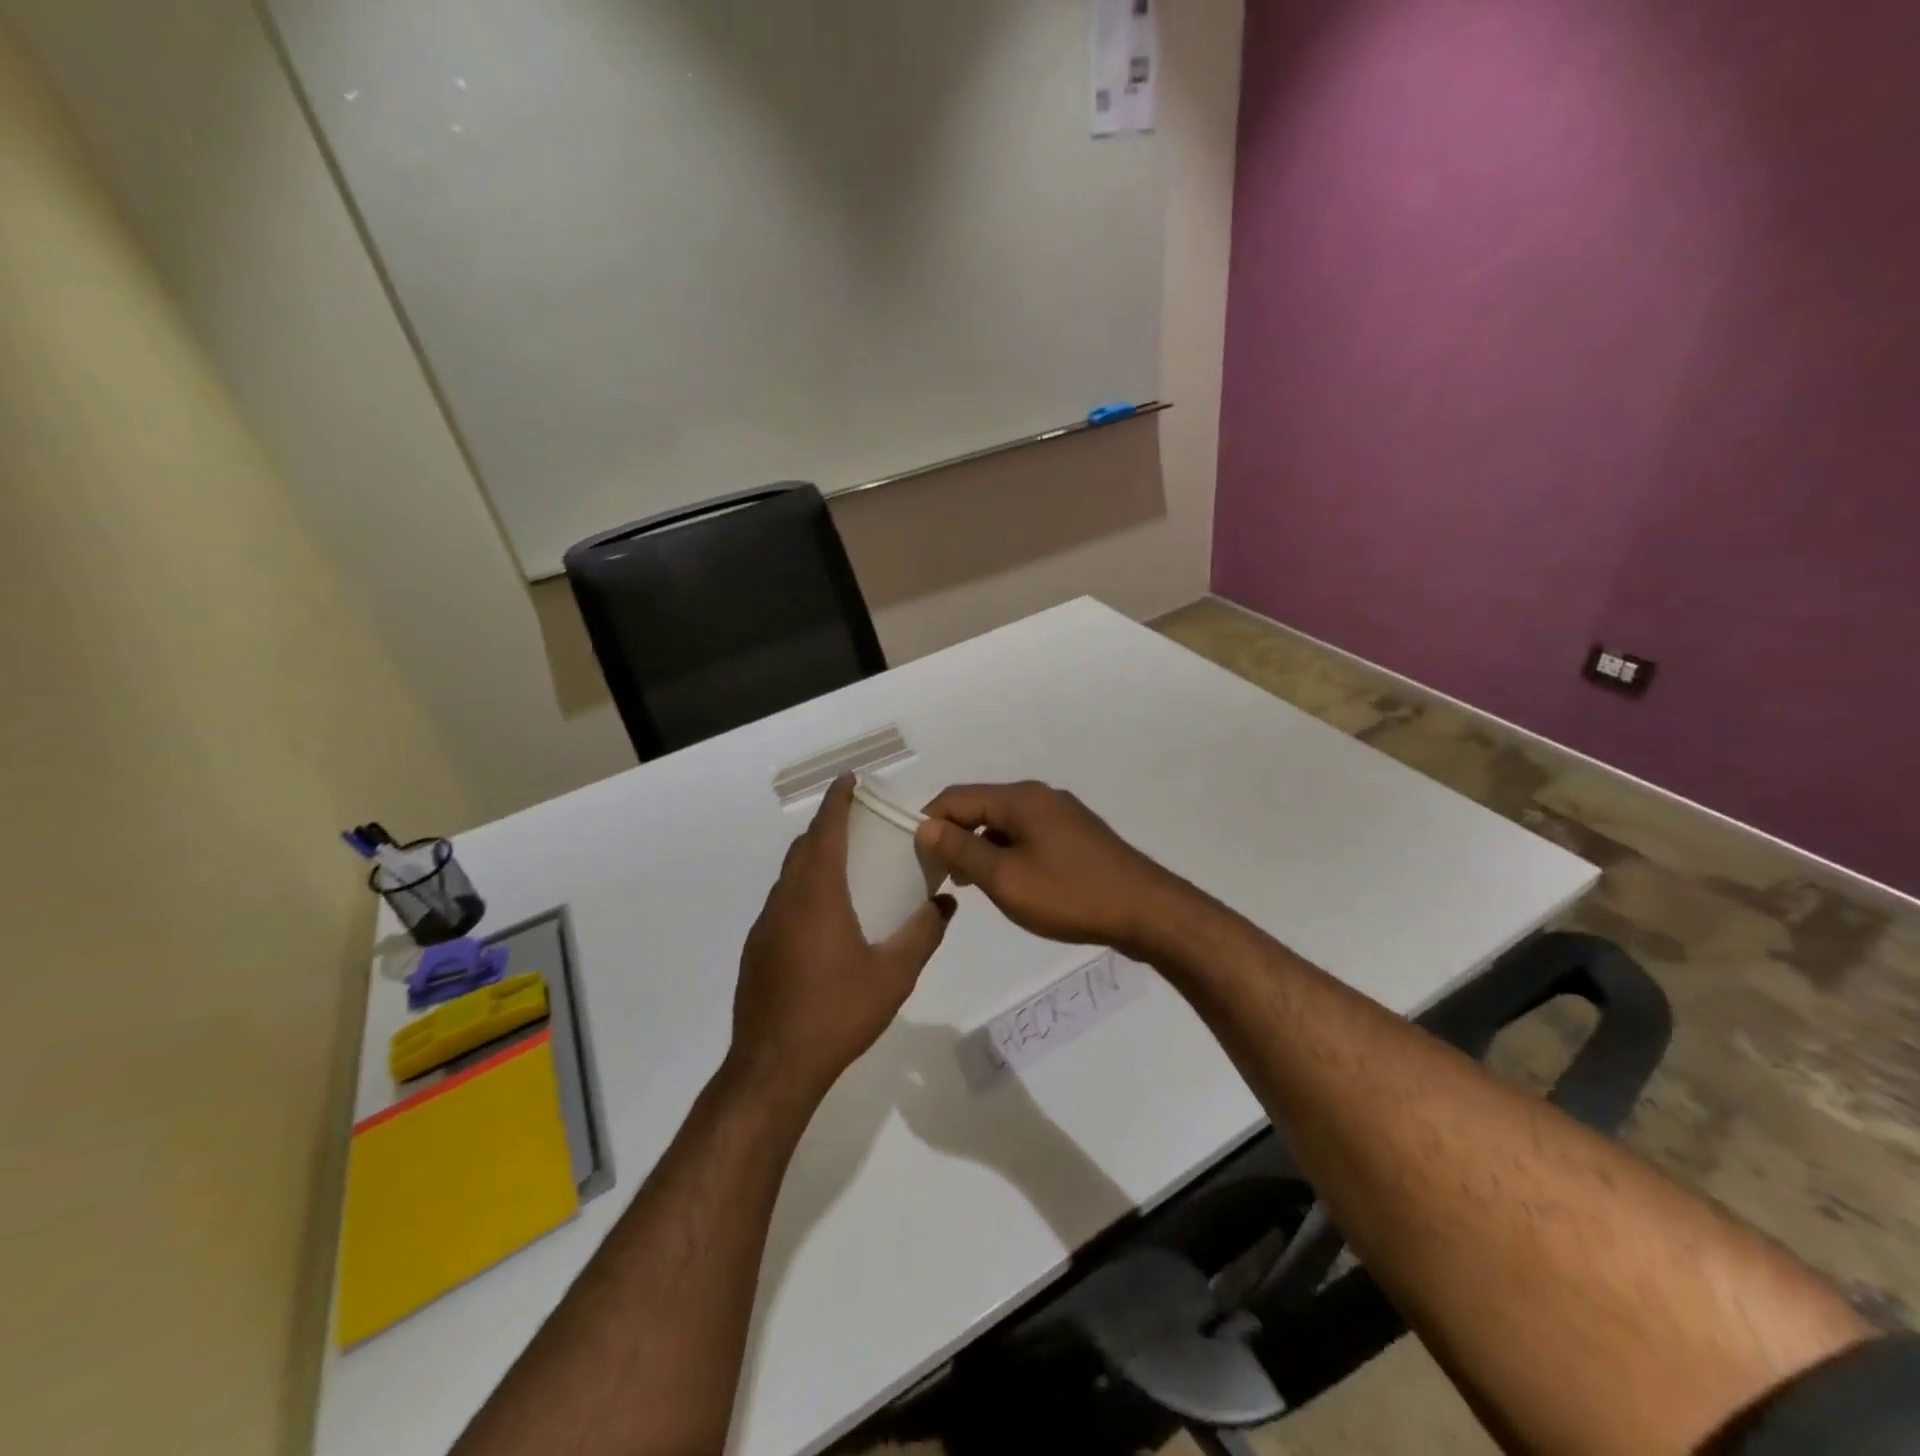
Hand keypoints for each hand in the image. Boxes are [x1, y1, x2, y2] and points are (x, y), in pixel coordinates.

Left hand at [730, 777, 956, 1102]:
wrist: (774, 1066)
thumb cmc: (838, 1012)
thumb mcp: (894, 975)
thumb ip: (923, 933)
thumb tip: (946, 903)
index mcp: (817, 895)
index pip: (826, 831)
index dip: (837, 800)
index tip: (850, 780)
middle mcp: (786, 900)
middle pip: (803, 848)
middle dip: (827, 826)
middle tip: (858, 822)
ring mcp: (765, 925)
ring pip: (789, 875)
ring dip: (813, 859)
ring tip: (846, 866)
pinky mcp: (757, 949)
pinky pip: (782, 902)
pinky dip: (803, 890)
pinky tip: (825, 919)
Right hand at [913, 781, 1191, 956]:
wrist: (1147, 911)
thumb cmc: (1070, 895)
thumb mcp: (1005, 878)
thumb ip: (961, 851)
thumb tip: (925, 826)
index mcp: (1020, 798)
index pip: (956, 797)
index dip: (929, 822)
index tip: (915, 857)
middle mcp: (1039, 796)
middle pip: (981, 807)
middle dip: (954, 836)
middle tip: (937, 875)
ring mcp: (1062, 815)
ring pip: (1004, 824)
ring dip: (980, 848)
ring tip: (967, 884)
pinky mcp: (1076, 836)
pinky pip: (1027, 836)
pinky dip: (1007, 853)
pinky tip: (1006, 883)